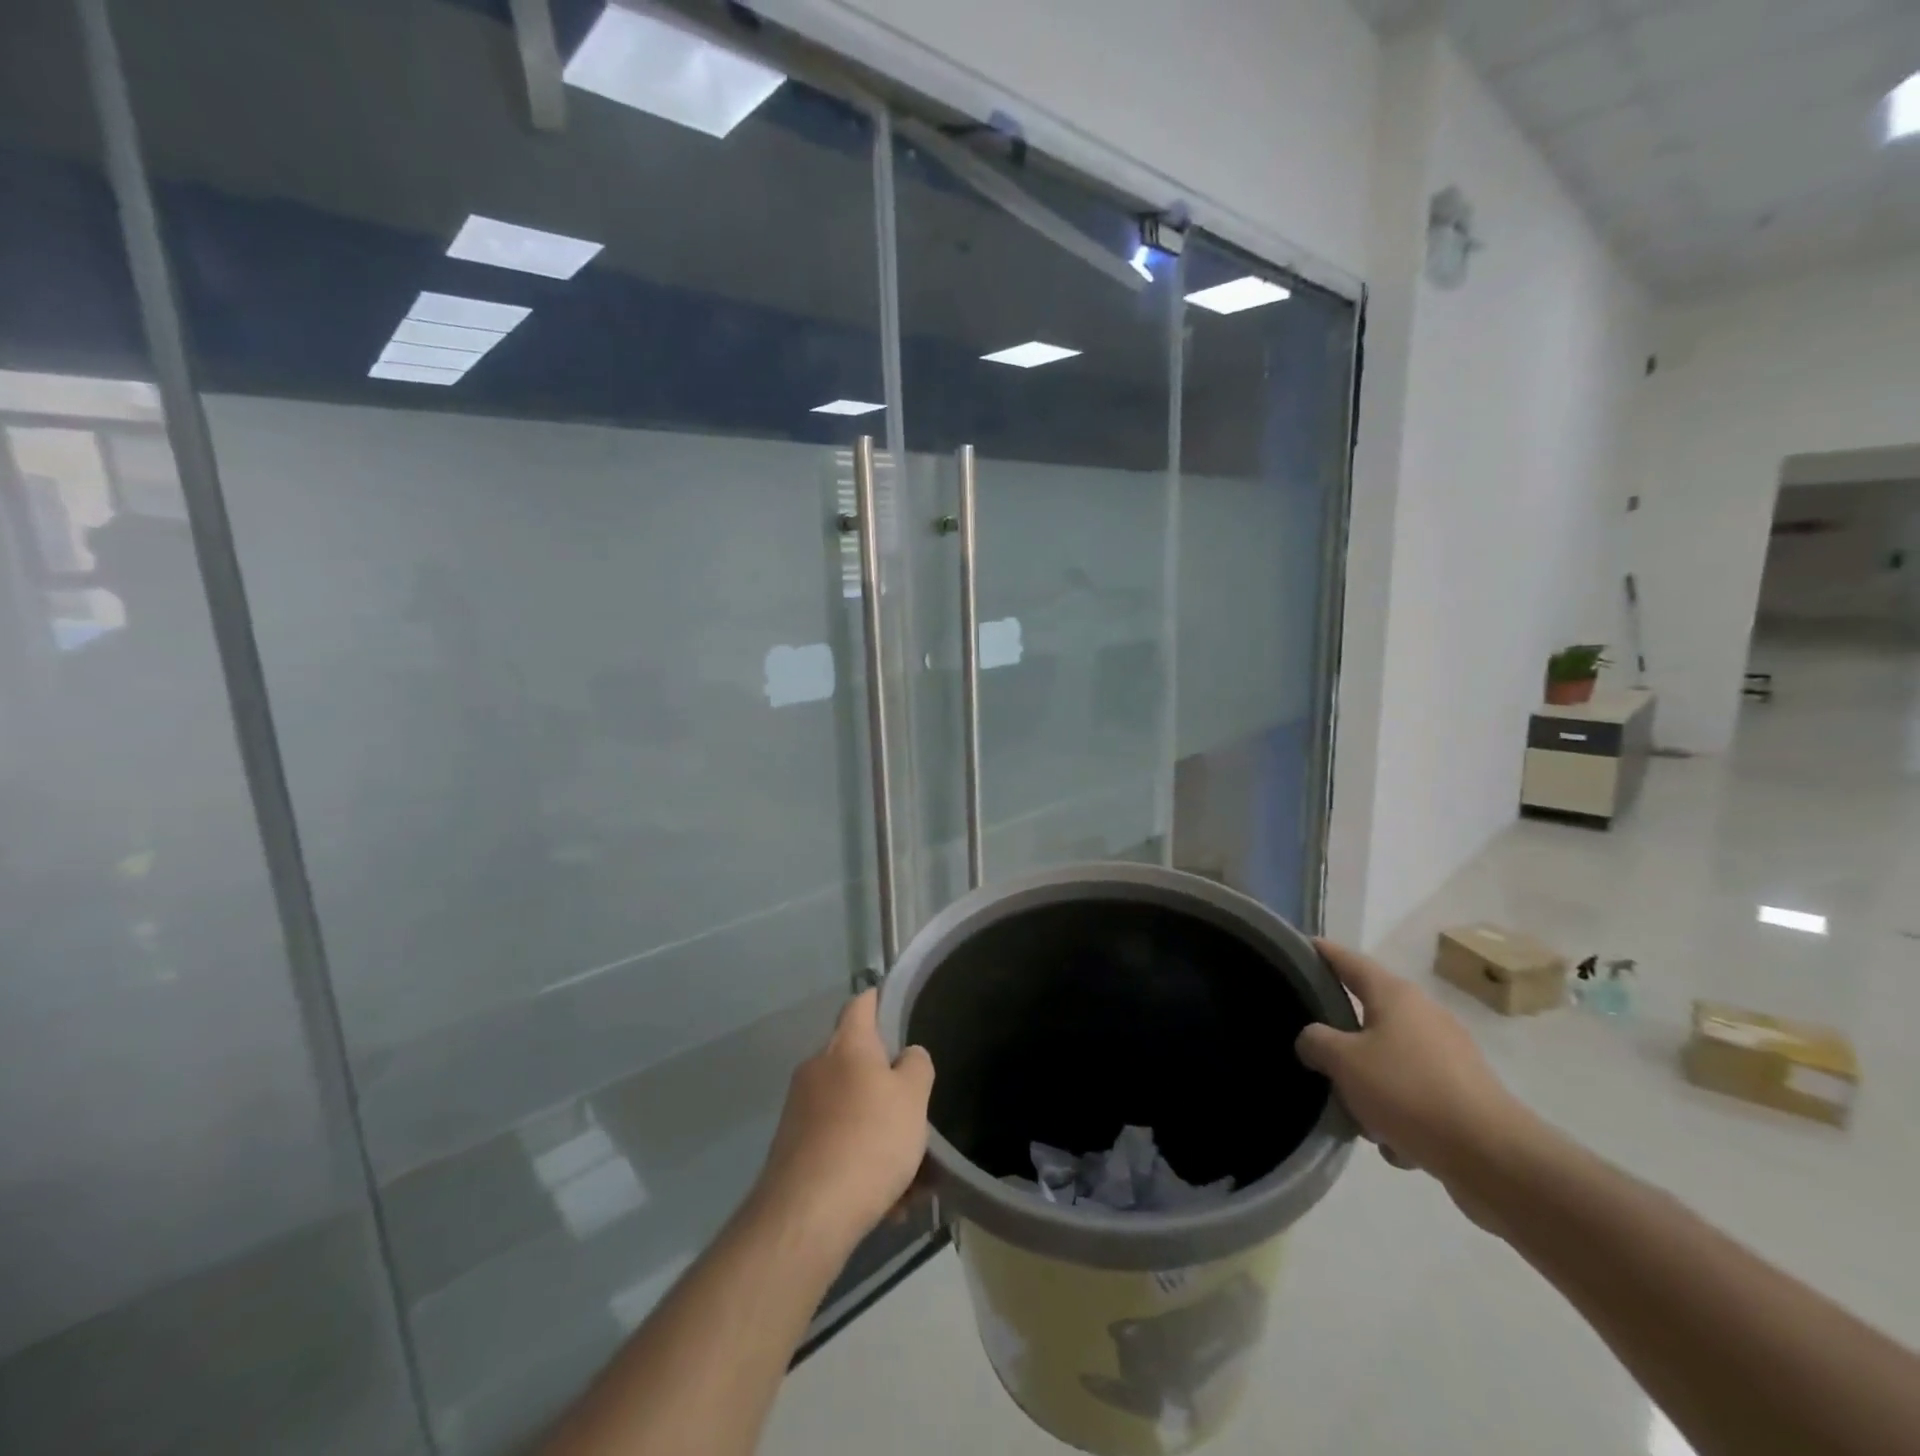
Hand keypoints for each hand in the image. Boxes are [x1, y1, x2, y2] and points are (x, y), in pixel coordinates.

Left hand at [752, 990, 934, 1256]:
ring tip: (912, 1180)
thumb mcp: (913, 1097)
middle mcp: (818, 1068)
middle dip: (889, 1088)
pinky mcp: (792, 1149)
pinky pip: (838, 1144)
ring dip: (880, 1135)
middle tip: (918, 1114)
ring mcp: (800, 1109)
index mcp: (847, 1045)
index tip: (898, 1004)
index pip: (861, 1003)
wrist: (806, 1215)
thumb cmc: (868, 1140)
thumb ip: (916, 1066)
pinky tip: (888, 1204)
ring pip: (852, 1111)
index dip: (880, 999)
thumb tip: (906, 1056)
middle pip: (859, 1063)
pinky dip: (862, 1163)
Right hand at [1296, 939, 1535, 1191]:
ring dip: (1369, 1085)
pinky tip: (1396, 1143)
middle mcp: (1423, 1014)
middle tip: (1315, 1055)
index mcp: (1394, 995)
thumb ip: (1316, 1041)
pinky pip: (1414, 1093)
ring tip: (1358, 1116)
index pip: (1348, 960)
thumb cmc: (1409, 1092)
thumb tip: (1313, 1040)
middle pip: (1367, 1014)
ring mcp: (1448, 1053)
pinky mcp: (1463, 1091)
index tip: (1297, 949)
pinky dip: (1400, 1113)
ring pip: (1388, 1059)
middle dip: (1341, 1040)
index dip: (1321, 952)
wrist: (1493, 1158)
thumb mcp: (1344, 1062)